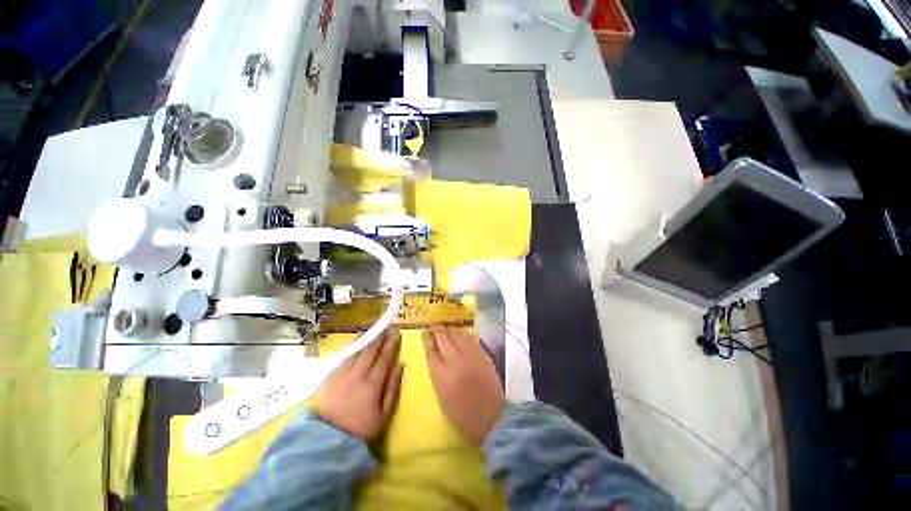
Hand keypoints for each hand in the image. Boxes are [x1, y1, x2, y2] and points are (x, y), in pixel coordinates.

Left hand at [317, 330, 403, 440]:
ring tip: (371, 331)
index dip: (391, 343)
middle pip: (370, 351)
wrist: (327, 443)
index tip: (396, 332)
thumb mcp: (384, 414)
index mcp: (372, 383)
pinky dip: (350, 349)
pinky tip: (353, 346)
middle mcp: (357, 375)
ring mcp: (341, 376)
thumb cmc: (361, 430)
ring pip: (355, 352)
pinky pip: (343, 359)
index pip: (384, 357)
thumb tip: (401, 365)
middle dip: (379, 338)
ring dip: (365, 340)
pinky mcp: (329, 379)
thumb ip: (393, 388)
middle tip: (386, 329)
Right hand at [423, 326, 505, 446]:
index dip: (427, 339)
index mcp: (440, 374)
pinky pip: (471, 339)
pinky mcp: (482, 354)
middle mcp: (454, 360)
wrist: (491, 418)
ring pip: (458, 334)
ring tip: (447, 328)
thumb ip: (439, 374)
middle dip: (437, 330)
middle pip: (443, 338)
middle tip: (434, 326)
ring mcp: (470, 355)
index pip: (431, 350)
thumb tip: (437, 358)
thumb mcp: (442, 395)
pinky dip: (464, 334)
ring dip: (451, 330)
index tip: (425, 332)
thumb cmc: (462, 415)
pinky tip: (462, 334)